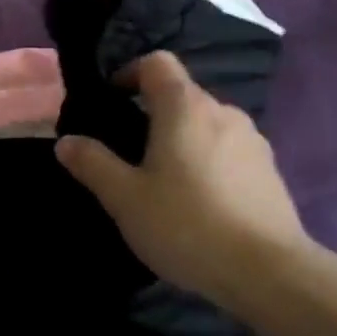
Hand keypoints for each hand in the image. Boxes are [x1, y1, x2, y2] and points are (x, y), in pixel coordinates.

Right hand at [56, 52, 309, 310]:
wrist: (268, 272)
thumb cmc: (186, 224)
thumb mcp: (125, 198)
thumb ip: (93, 164)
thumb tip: (66, 141)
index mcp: (185, 108)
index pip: (157, 63)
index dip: (130, 72)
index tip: (112, 100)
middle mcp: (223, 112)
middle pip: (182, 94)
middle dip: (153, 112)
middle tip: (129, 151)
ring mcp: (252, 141)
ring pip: (207, 124)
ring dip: (182, 139)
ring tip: (164, 180)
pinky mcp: (270, 171)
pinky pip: (229, 150)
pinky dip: (208, 161)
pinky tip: (199, 201)